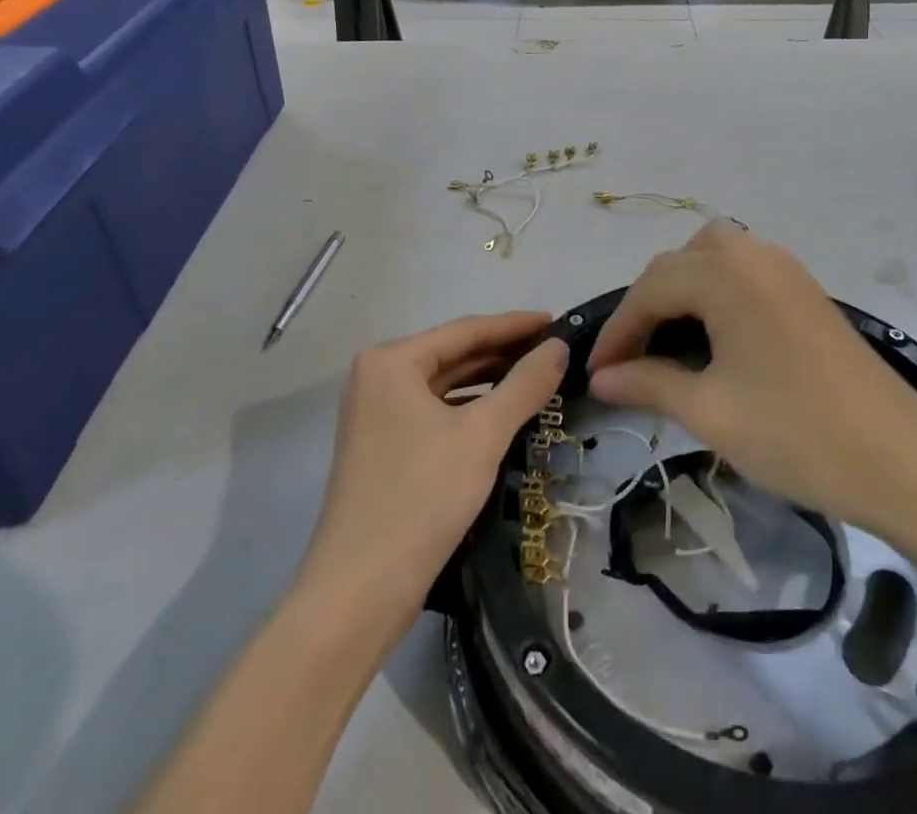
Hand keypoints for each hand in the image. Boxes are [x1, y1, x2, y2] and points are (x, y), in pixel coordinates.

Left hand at [299, 313, 567, 623]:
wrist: (358, 594)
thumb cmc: (420, 498)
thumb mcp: (482, 436)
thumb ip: (524, 385)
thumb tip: (559, 347)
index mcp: (392, 361)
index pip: (465, 330)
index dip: (515, 325)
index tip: (557, 321)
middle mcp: (378, 377)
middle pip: (454, 355)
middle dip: (504, 353)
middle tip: (555, 352)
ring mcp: (377, 414)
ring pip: (446, 386)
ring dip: (490, 382)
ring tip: (539, 379)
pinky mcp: (384, 448)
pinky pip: (436, 413)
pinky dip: (470, 410)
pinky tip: (503, 416)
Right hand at [587, 223, 916, 555]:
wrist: (902, 460)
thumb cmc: (796, 433)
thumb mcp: (710, 411)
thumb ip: (647, 383)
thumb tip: (599, 377)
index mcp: (725, 274)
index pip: (650, 289)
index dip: (618, 330)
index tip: (594, 371)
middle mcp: (753, 255)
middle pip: (679, 263)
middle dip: (647, 305)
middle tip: (631, 357)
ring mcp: (785, 270)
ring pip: (712, 258)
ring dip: (682, 291)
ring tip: (669, 340)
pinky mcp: (806, 291)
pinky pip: (743, 272)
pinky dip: (715, 293)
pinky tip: (715, 337)